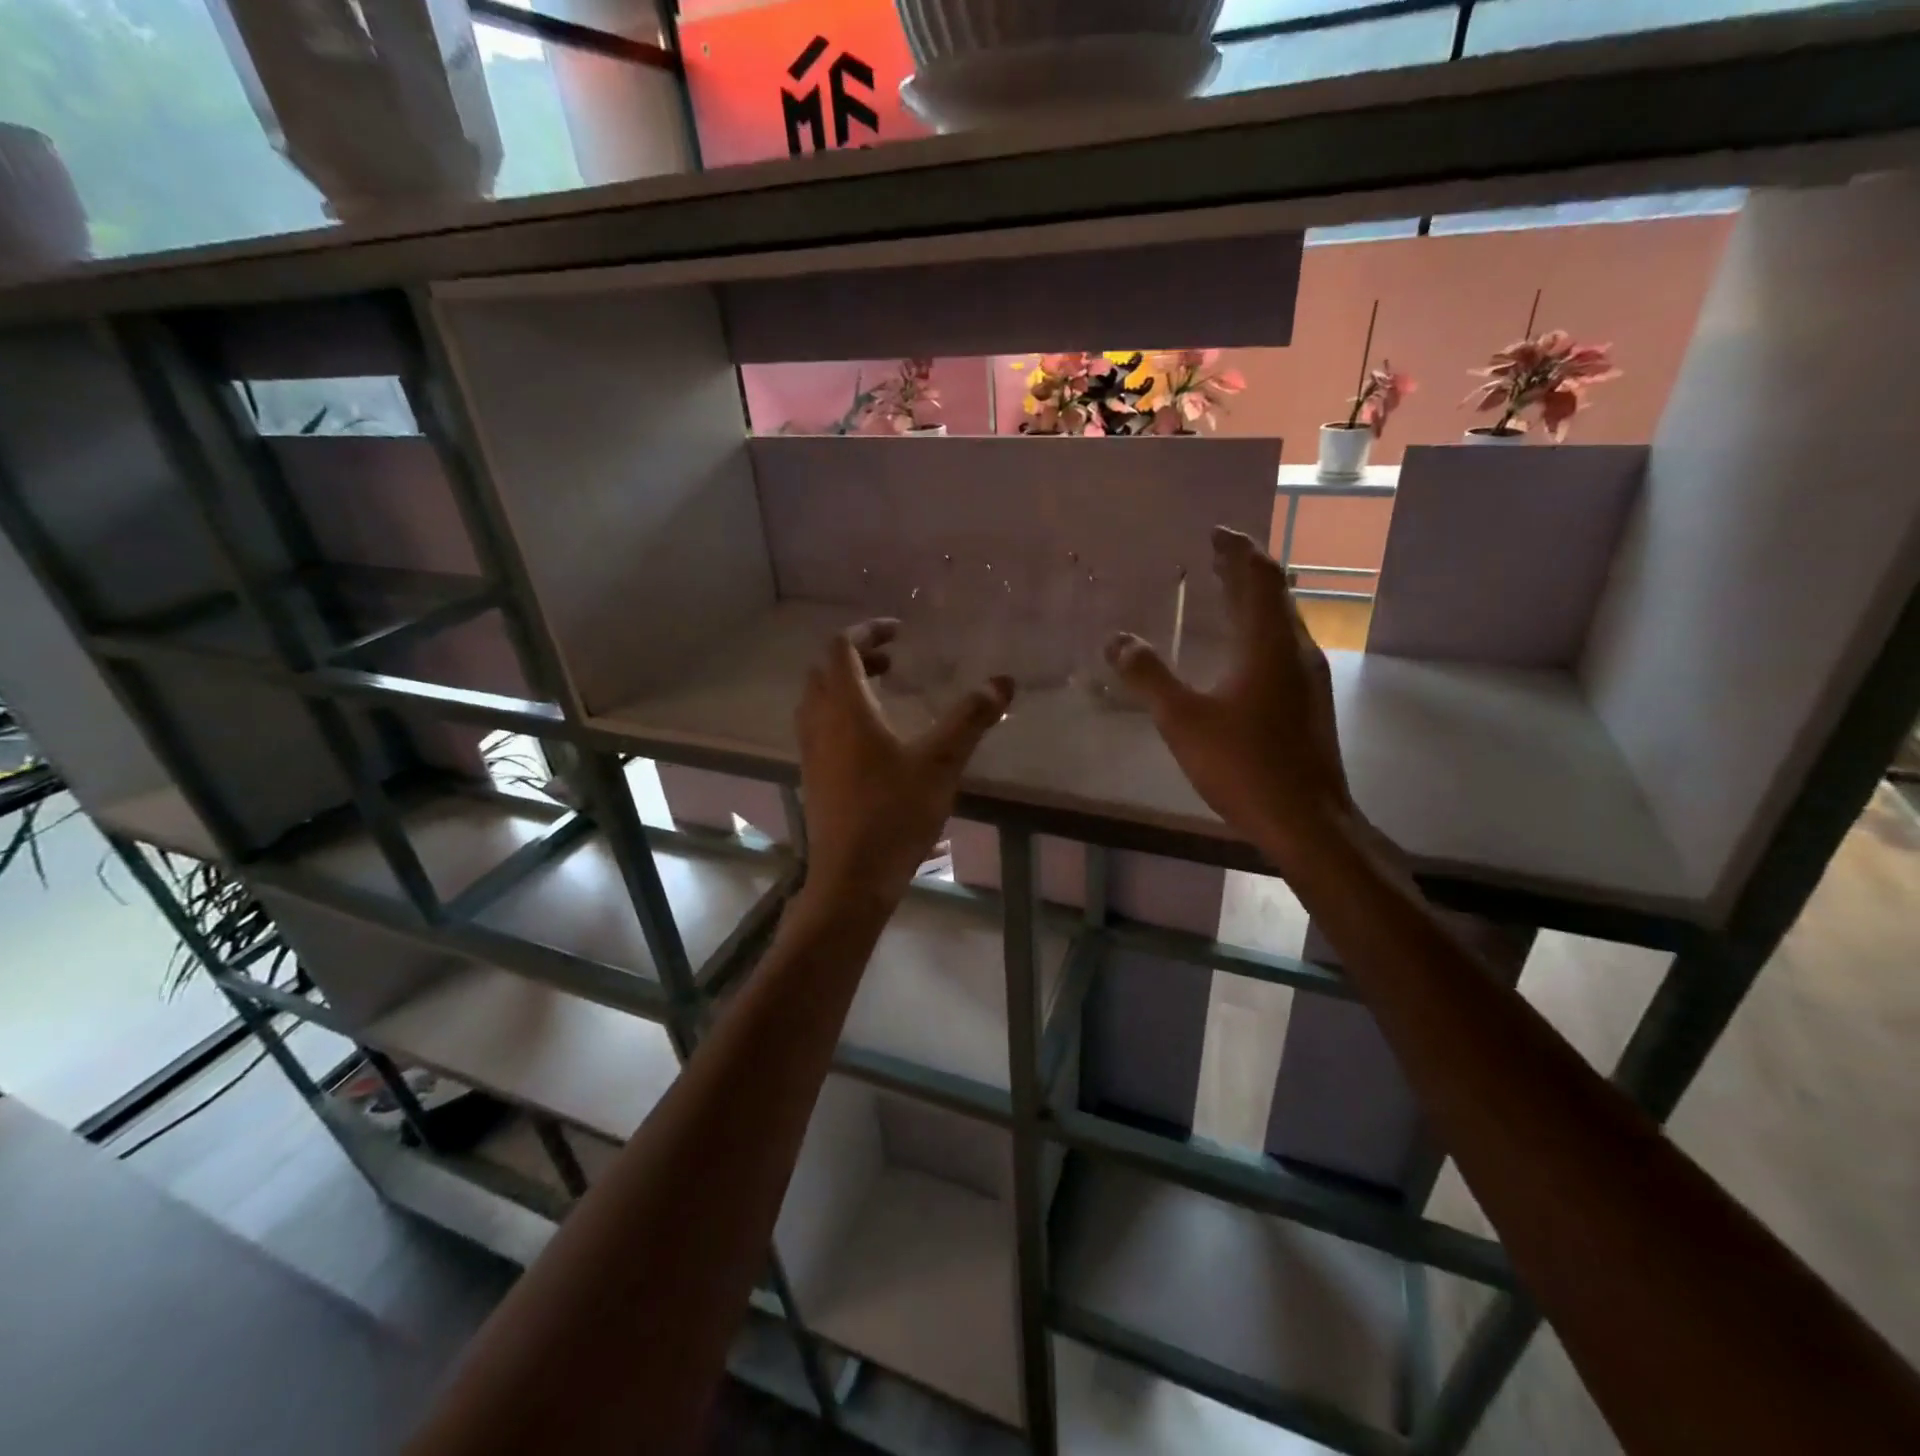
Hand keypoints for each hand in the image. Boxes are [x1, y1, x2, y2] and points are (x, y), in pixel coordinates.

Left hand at [795, 619, 1013, 906]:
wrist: (852, 878)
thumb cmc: (894, 814)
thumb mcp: (941, 762)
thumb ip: (971, 718)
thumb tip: (1004, 681)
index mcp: (845, 708)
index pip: (841, 647)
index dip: (867, 631)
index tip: (899, 632)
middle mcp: (819, 722)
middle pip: (825, 670)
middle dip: (858, 657)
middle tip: (895, 664)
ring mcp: (810, 751)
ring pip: (818, 700)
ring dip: (846, 685)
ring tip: (885, 694)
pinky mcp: (813, 777)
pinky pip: (819, 726)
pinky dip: (841, 714)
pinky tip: (874, 740)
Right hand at [1105, 527, 1360, 875]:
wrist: (1307, 821)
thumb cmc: (1244, 765)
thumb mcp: (1183, 720)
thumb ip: (1148, 677)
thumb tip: (1117, 640)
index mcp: (1268, 644)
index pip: (1258, 577)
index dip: (1238, 550)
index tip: (1215, 532)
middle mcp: (1295, 651)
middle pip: (1274, 594)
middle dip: (1243, 571)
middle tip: (1213, 556)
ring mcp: (1307, 679)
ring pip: (1280, 623)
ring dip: (1251, 601)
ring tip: (1221, 594)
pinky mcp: (1307, 704)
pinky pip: (1280, 648)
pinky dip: (1256, 631)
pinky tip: (1237, 653)